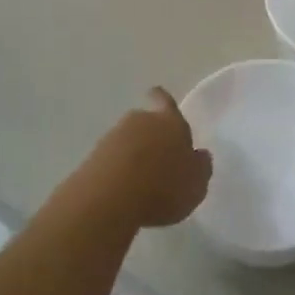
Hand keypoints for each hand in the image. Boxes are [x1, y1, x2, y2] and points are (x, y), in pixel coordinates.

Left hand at [84, 88, 211, 228]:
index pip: (166, 101)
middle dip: (150, 136)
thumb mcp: (195, 184)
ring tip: (141, 182)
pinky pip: (111, 159)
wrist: (110, 197)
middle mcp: (141, 121)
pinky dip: (117, 170)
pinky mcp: (93, 157)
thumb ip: (200, 167)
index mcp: (170, 122)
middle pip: (145, 121)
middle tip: (158, 159)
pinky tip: (123, 191)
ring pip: (127, 140)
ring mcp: (113, 137)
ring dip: (133, 154)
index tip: (157, 97)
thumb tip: (200, 155)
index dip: (162, 100)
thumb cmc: (163, 186)